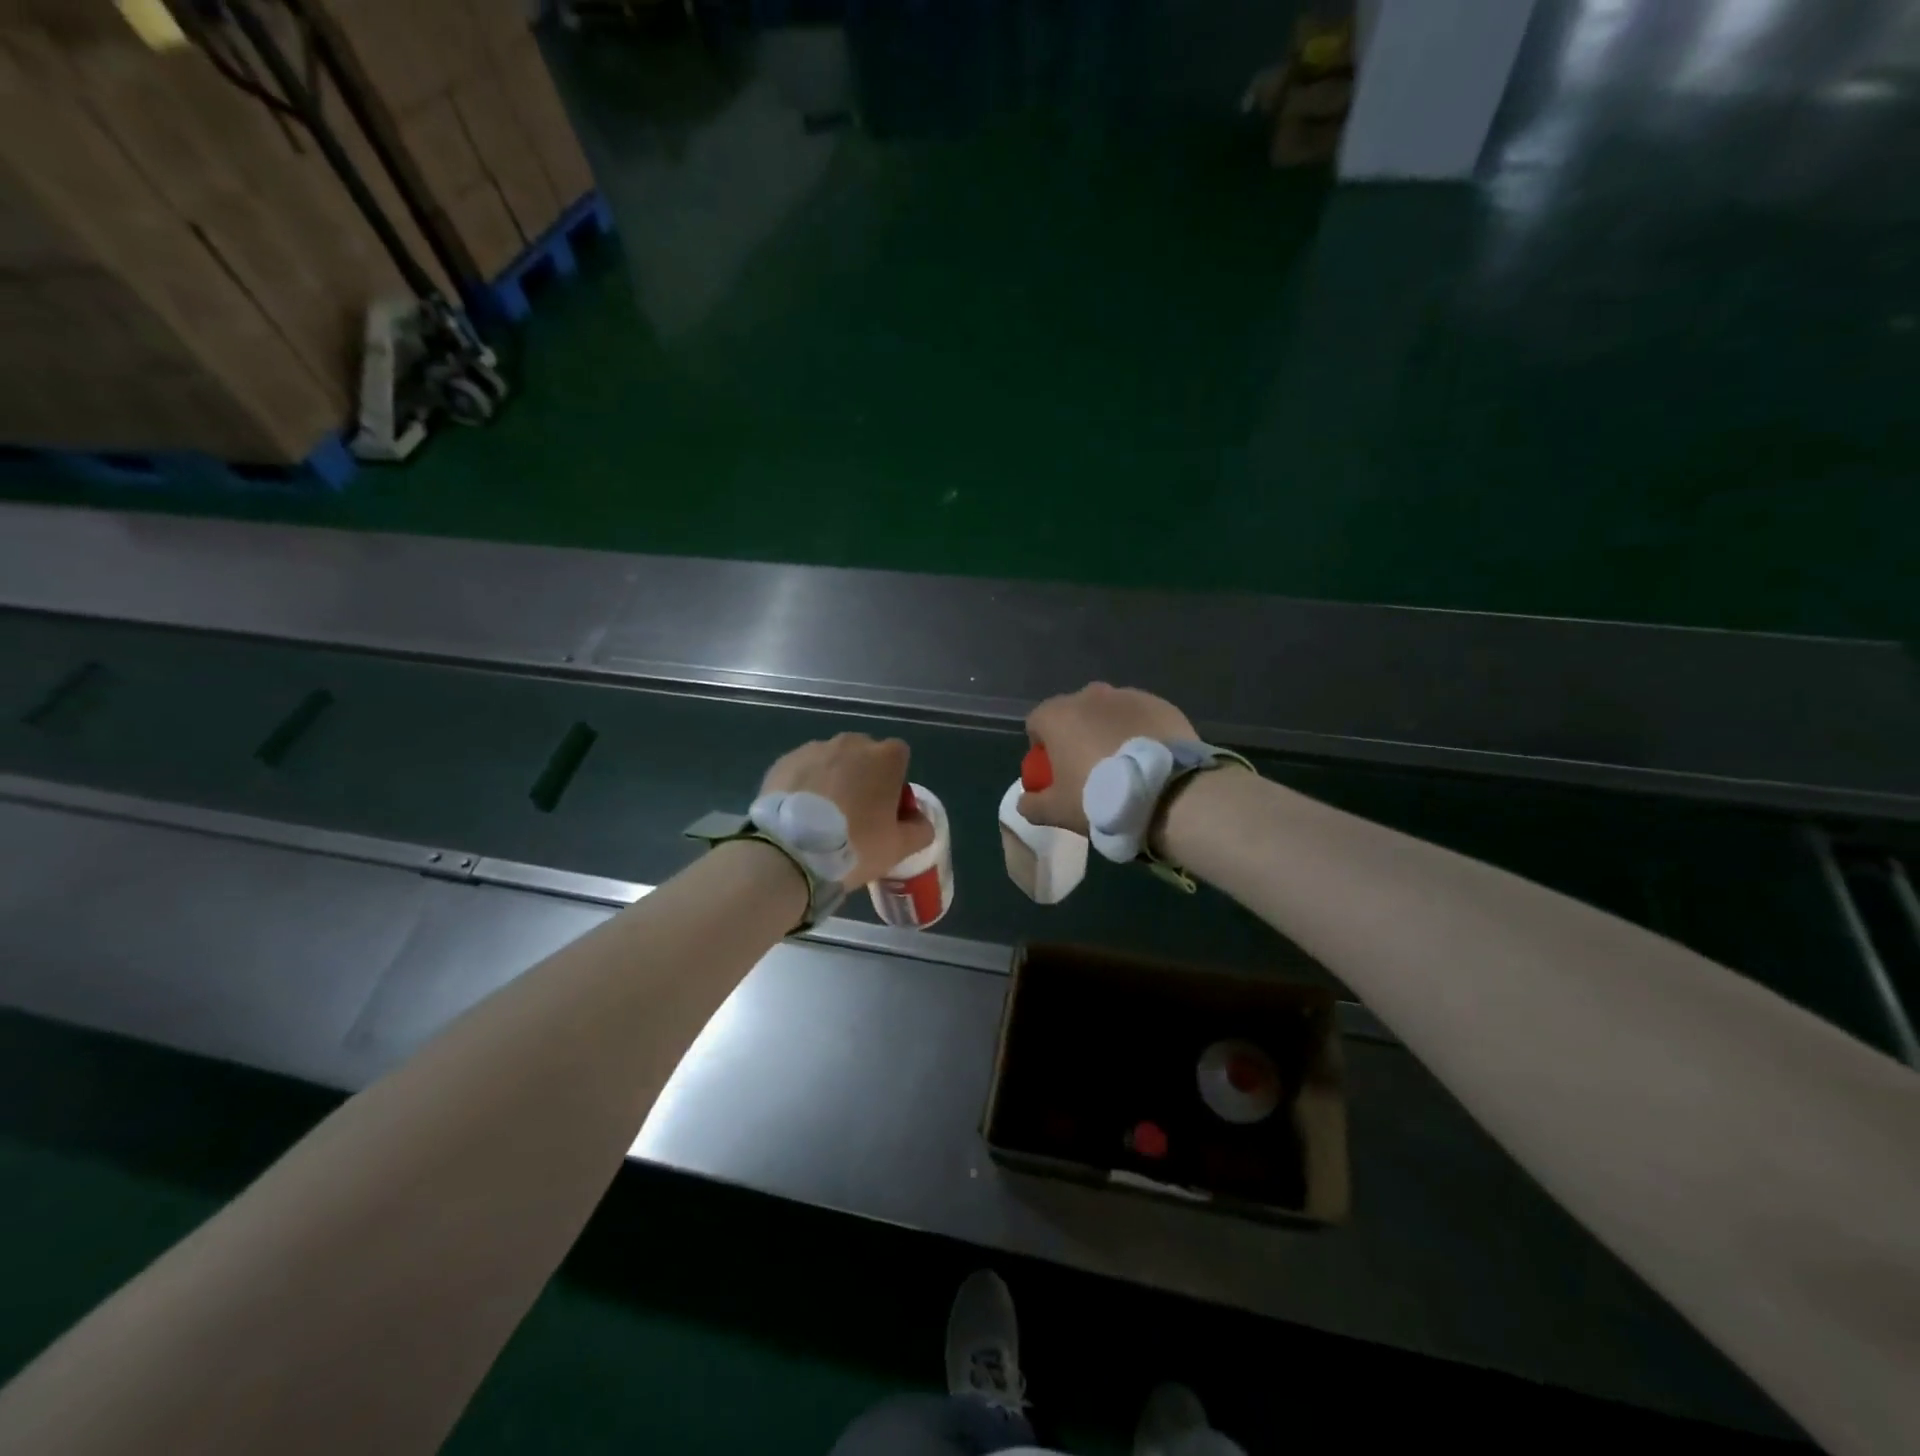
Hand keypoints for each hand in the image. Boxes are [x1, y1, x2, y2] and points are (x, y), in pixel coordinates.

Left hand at [760, 733, 934, 888]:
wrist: (790, 853)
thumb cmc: (855, 845)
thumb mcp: (899, 848)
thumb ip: (920, 829)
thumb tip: (918, 820)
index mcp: (885, 757)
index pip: (899, 757)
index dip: (895, 782)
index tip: (886, 810)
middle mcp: (851, 743)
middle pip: (864, 755)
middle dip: (863, 777)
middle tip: (854, 815)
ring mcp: (814, 749)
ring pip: (832, 761)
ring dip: (833, 780)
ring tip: (822, 817)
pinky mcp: (784, 762)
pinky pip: (804, 770)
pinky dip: (805, 785)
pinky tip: (799, 815)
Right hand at [1018, 683, 1197, 834]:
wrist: (1168, 793)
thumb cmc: (1100, 797)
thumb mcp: (1056, 811)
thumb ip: (1032, 804)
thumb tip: (1025, 801)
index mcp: (1058, 715)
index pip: (1036, 723)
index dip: (1041, 748)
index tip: (1054, 773)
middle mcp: (1089, 696)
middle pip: (1073, 714)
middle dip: (1076, 736)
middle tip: (1090, 770)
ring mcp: (1128, 696)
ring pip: (1108, 713)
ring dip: (1109, 731)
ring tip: (1124, 765)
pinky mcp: (1160, 704)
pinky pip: (1140, 717)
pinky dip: (1139, 732)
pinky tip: (1150, 760)